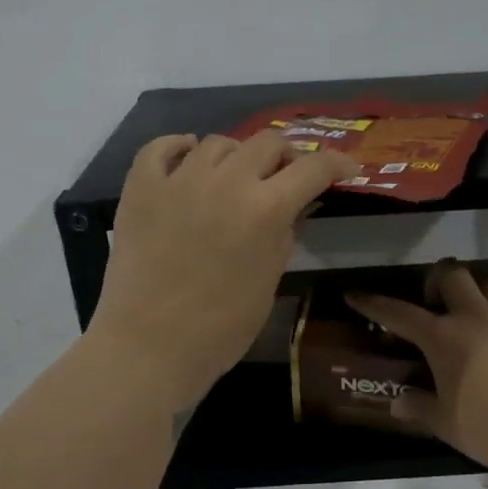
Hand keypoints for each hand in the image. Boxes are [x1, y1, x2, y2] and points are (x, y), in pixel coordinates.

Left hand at [89, 132, 358, 409]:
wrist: (150, 346)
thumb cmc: (221, 327)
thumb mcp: (269, 280)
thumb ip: (284, 234)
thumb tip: (291, 208)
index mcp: (266, 208)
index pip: (312, 168)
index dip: (336, 163)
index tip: (346, 168)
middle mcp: (226, 181)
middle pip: (267, 142)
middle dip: (285, 156)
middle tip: (285, 176)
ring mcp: (179, 180)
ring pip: (217, 142)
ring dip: (236, 155)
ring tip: (234, 175)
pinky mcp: (141, 188)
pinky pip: (160, 147)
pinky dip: (178, 147)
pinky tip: (187, 155)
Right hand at [346, 265, 487, 474]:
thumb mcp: (448, 425)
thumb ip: (420, 407)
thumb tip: (398, 402)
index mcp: (444, 338)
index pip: (399, 313)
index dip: (374, 304)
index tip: (355, 295)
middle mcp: (477, 316)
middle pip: (453, 275)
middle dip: (439, 280)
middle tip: (438, 301)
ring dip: (483, 294)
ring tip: (483, 313)